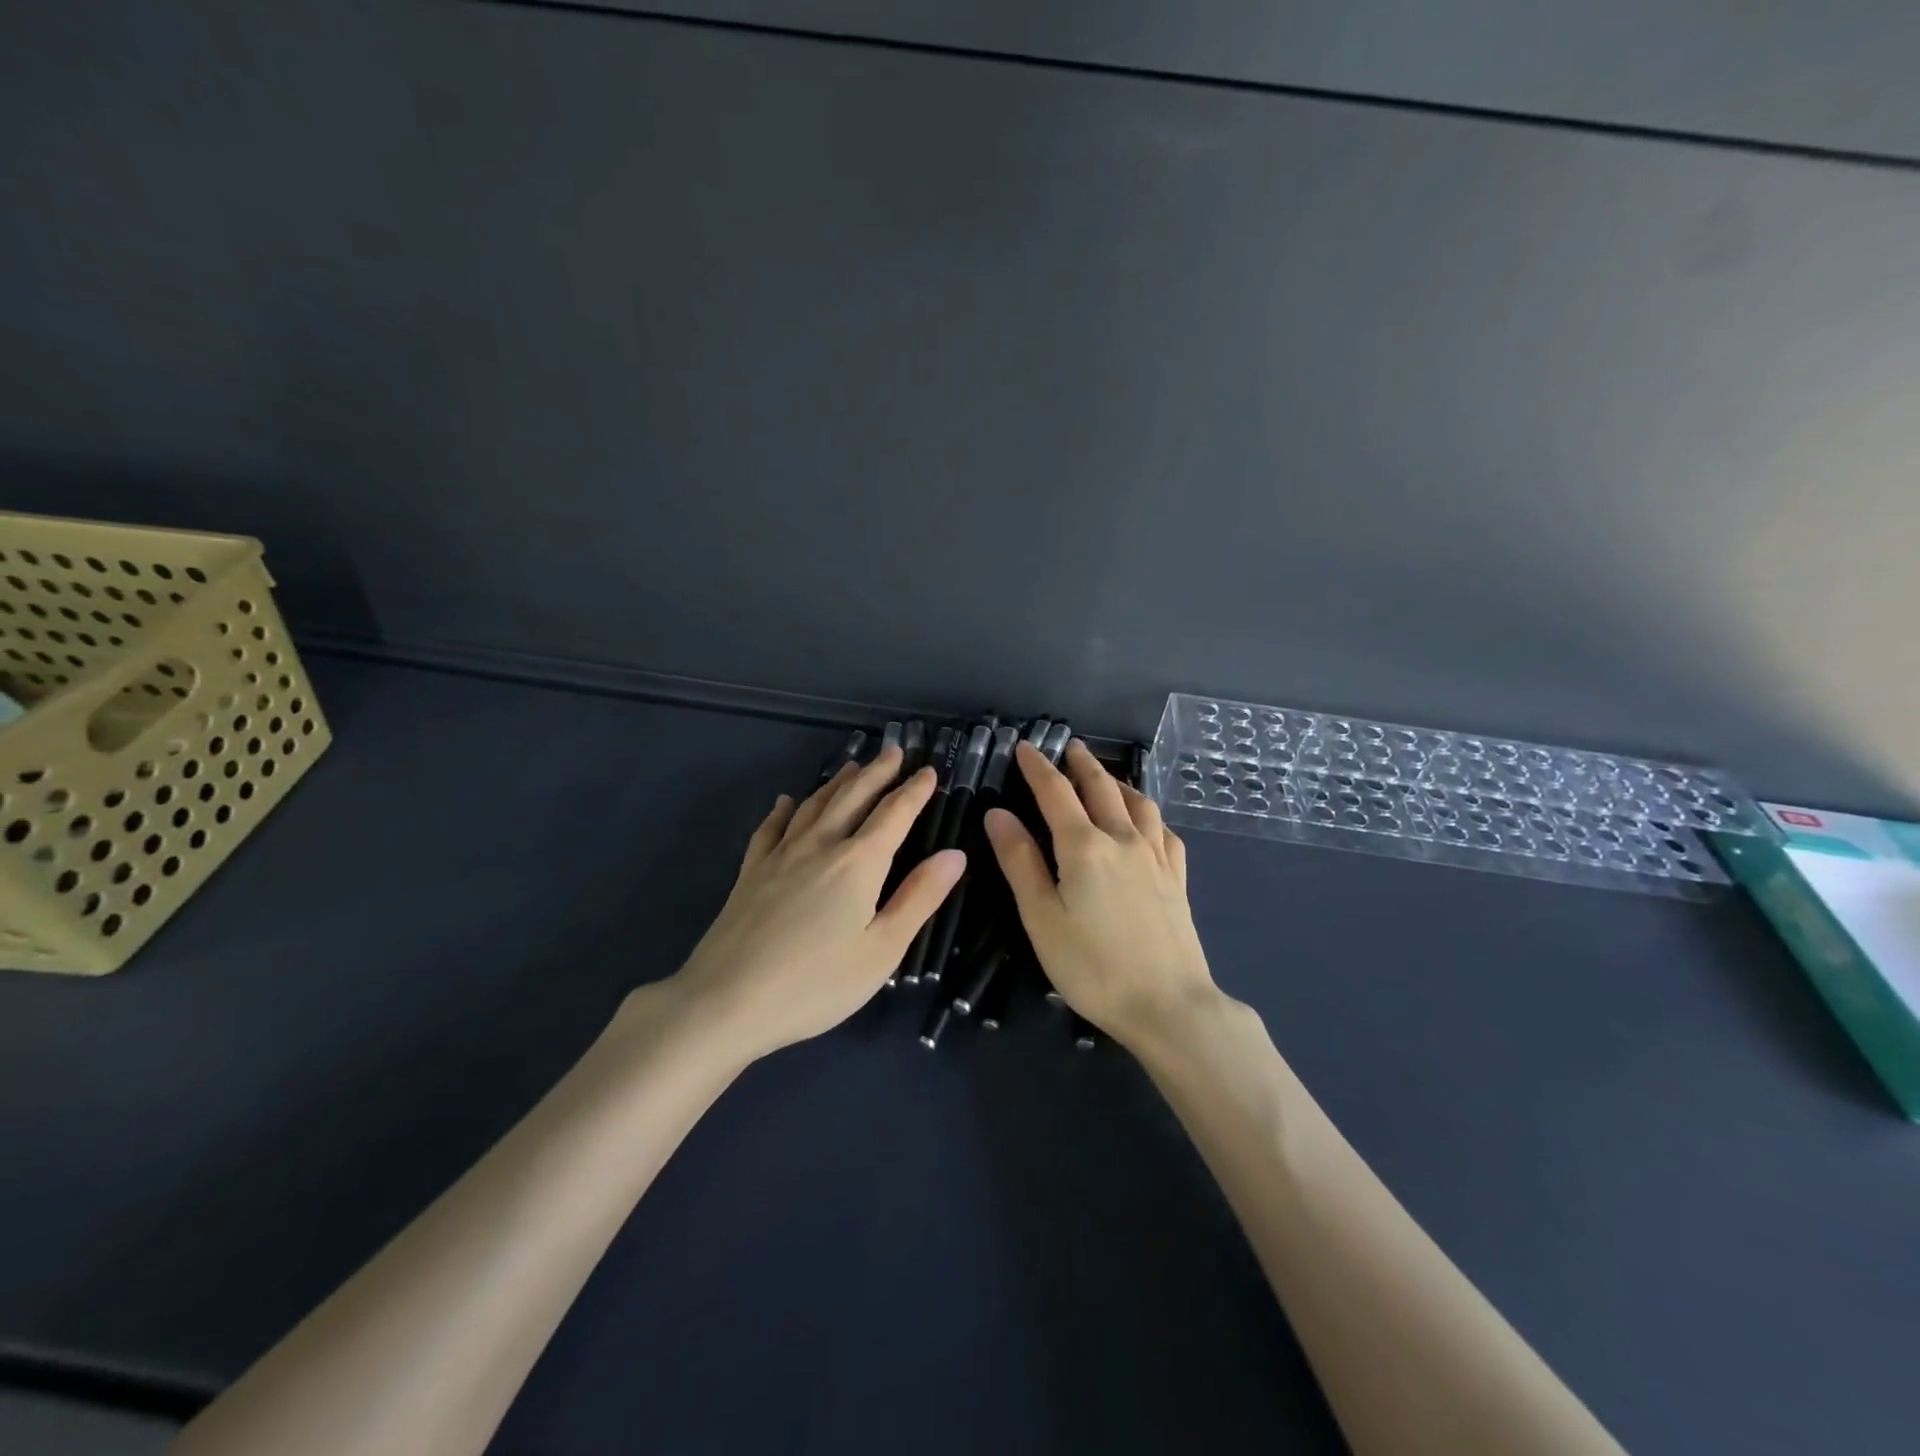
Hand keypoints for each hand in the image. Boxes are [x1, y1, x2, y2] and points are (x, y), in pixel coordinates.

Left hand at [672, 746, 964, 1060]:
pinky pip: (770, 829)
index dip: (914, 791)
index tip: (929, 770)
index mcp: (858, 863)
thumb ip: (919, 898)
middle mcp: (820, 846)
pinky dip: (782, 810)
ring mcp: (780, 856)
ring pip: (814, 805)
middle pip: (853, 798)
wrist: (726, 1001)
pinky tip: (785, 801)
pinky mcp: (751, 872)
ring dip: (837, 783)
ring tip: (853, 766)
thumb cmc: (816, 984)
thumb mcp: (882, 950)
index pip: (894, 814)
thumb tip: (954, 855)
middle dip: (877, 773)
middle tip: (893, 752)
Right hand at [985, 739, 1217, 1050]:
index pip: (1056, 792)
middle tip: (1070, 747)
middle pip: (1101, 788)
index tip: (1026, 747)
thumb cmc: (1093, 966)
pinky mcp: (1177, 879)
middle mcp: (1123, 839)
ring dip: (1118, 782)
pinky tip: (1148, 823)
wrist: (1168, 1005)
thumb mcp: (1041, 917)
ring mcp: (1156, 858)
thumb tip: (998, 814)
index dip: (1038, 767)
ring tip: (1107, 777)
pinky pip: (1164, 832)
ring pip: (1139, 803)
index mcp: (1084, 846)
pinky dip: (1150, 815)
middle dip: (1082, 764)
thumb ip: (1020, 862)